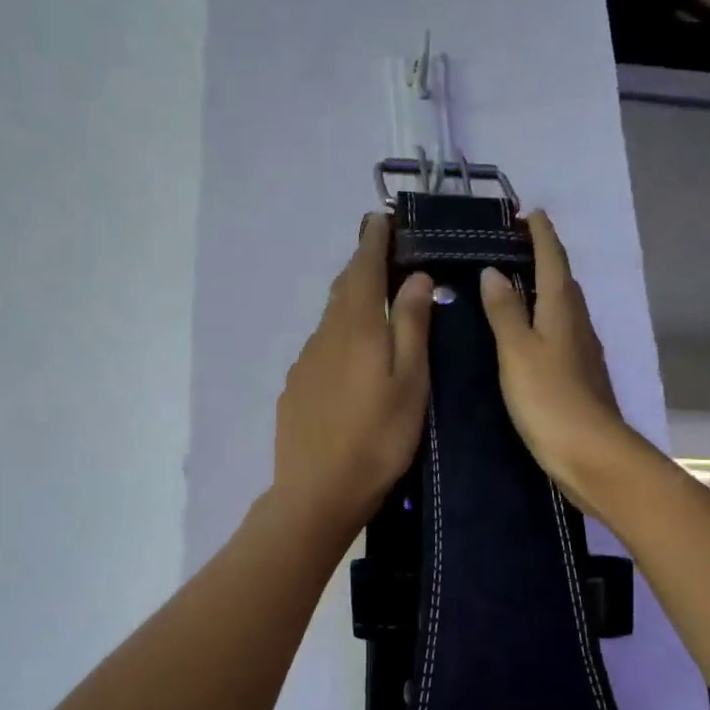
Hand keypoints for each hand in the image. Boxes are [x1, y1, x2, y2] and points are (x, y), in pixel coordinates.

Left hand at [271, 213, 434, 542]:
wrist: (317, 492)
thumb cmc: (377, 438)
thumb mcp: (410, 381)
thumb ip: (410, 326)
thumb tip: (414, 277)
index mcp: (355, 327)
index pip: (362, 268)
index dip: (373, 241)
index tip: (382, 218)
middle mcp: (324, 336)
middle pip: (342, 290)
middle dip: (361, 266)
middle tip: (382, 252)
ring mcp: (304, 363)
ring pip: (330, 320)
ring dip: (350, 302)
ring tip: (372, 301)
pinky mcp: (295, 389)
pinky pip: (321, 348)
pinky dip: (339, 337)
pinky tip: (350, 357)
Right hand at [478, 211, 641, 515]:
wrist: (590, 454)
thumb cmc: (549, 398)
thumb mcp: (517, 351)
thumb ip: (505, 311)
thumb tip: (493, 271)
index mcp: (562, 310)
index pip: (553, 260)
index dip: (542, 235)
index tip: (529, 213)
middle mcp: (577, 323)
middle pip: (562, 280)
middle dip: (543, 257)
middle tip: (514, 245)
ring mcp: (582, 351)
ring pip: (563, 307)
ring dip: (544, 288)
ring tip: (515, 282)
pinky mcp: (579, 376)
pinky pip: (560, 332)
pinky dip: (544, 319)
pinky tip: (528, 332)